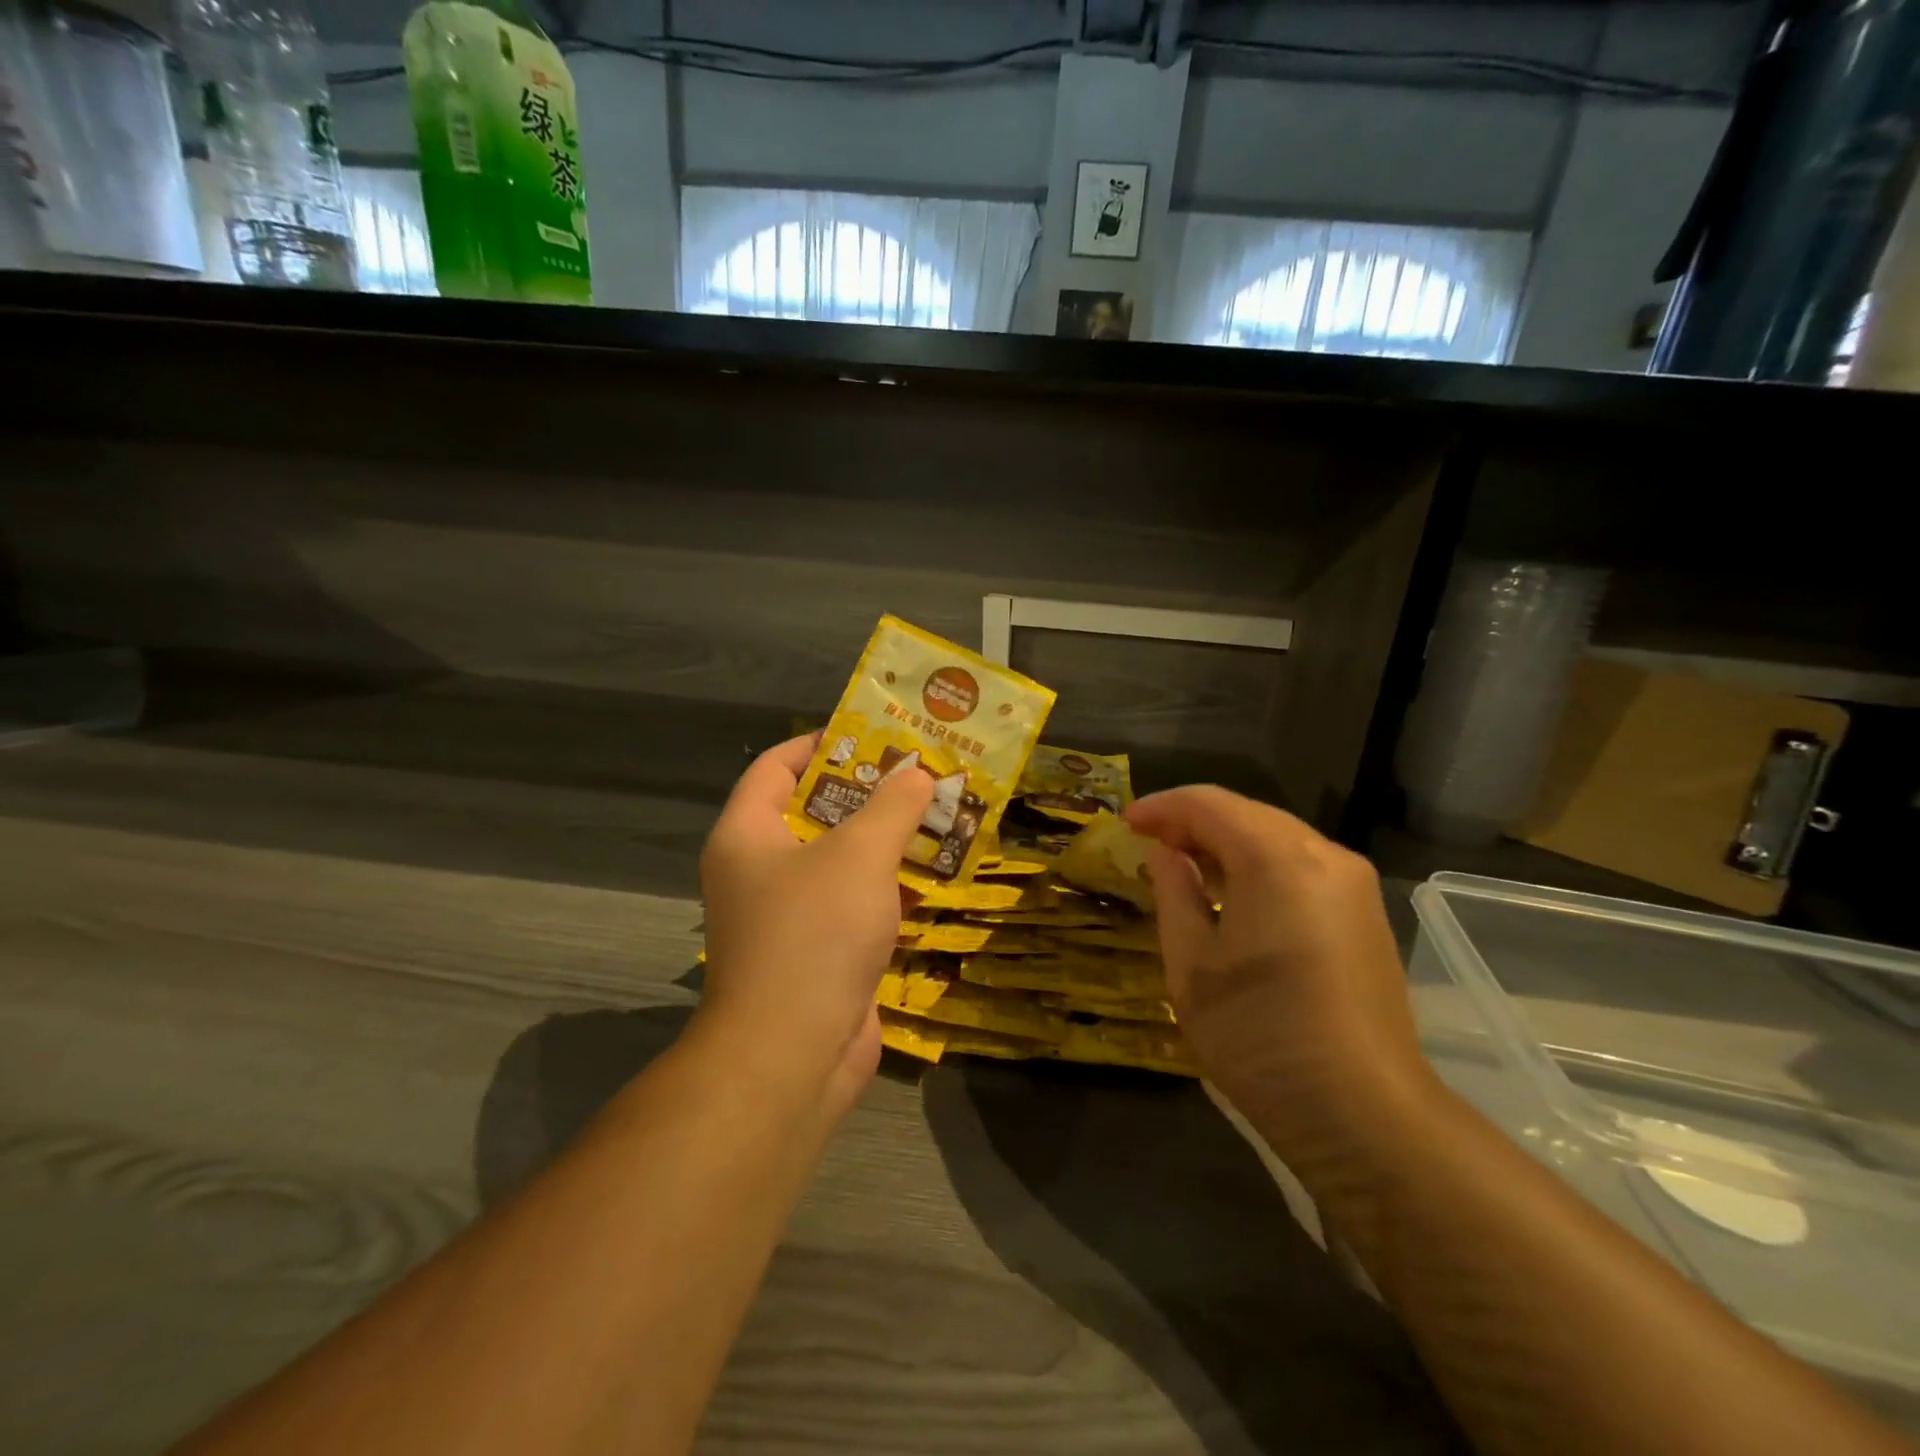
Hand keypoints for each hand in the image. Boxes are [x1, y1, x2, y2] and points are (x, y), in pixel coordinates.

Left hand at [698, 735, 932, 1118]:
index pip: (775, 767)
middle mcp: (759, 871)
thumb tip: (917, 774)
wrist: (792, 1057)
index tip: (871, 734)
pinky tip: (932, 877)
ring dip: (884, 842)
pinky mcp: (819, 954)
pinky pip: (855, 905)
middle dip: (867, 794)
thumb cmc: (814, 935)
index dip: (820, 744)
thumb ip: (891, 807)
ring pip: (840, 863)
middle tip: (918, 774)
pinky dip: (888, 890)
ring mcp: (788, 917)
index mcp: (747, 836)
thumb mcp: (859, 855)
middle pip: (813, 814)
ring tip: (935, 816)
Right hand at [1126, 786, 1436, 1154]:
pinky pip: (1301, 865)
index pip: (1210, 804)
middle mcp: (1325, 856)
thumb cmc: (1260, 1035)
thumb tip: (1165, 855)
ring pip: (1277, 837)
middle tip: (1149, 843)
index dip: (1162, 807)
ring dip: (1226, 842)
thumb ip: (1174, 893)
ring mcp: (1354, 886)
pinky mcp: (1366, 915)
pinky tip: (1231, 893)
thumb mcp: (1192, 965)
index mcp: (1277, 859)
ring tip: (1182, 866)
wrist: (1365, 1115)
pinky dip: (1257, 864)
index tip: (1125, 823)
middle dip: (1193, 821)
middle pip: (1247, 814)